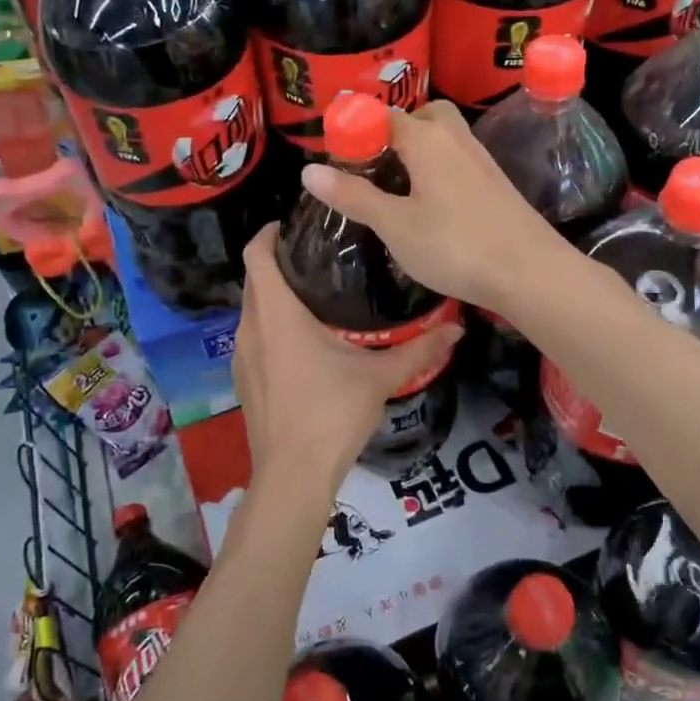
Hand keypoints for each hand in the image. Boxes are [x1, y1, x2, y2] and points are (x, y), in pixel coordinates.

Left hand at [233, 224, 461, 501]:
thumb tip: (457, 329)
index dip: (270, 232)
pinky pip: (254, 338)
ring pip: (253, 311)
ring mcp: (241, 357)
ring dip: (275, 297)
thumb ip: (419, 350)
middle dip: (280, 263)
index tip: (296, 224)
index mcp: (276, 313)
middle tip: (320, 257)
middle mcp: (250, 328)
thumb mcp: (380, 377)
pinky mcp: (243, 381)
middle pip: (255, 279)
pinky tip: (304, 343)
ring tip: (316, 295)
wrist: (293, 476)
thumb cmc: (332, 414)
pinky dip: (272, 327)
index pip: (257, 254)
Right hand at [299, 101, 564, 314]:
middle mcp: (456, 138)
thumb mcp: (395, 225)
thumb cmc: (455, 246)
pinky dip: (438, 169)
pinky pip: (458, 161)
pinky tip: (431, 203)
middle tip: (372, 164)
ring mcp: (481, 160)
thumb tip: (308, 170)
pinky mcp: (496, 184)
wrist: (529, 272)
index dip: (356, 131)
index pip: (383, 116)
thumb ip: (354, 196)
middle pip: (422, 117)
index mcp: (427, 139)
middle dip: (394, 131)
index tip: (336, 157)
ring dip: (418, 150)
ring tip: (396, 185)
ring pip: (444, 138)